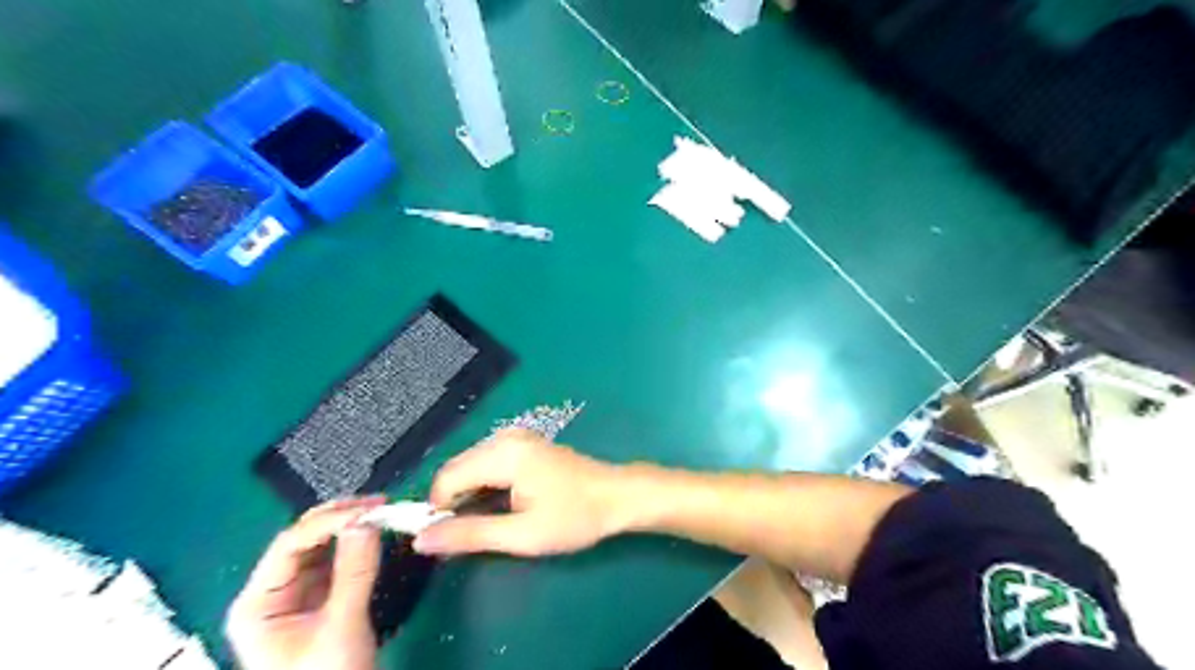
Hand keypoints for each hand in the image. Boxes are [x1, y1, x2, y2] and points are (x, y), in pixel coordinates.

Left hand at [227, 498, 384, 669]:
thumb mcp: (341, 627)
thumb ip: (354, 572)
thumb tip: (367, 521)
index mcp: (258, 602)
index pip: (290, 544)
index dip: (329, 521)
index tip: (369, 510)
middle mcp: (273, 591)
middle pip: (303, 539)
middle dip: (340, 517)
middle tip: (379, 504)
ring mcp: (297, 594)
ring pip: (322, 546)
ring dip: (351, 526)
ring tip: (382, 512)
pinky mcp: (321, 598)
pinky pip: (337, 560)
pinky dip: (358, 543)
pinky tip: (376, 532)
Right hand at [418, 432, 624, 555]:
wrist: (616, 496)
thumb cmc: (574, 517)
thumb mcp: (522, 535)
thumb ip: (470, 535)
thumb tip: (421, 539)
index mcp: (504, 454)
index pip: (446, 478)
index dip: (438, 510)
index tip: (449, 539)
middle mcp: (506, 437)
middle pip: (456, 468)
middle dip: (453, 502)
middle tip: (471, 535)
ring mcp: (516, 437)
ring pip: (470, 465)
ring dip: (468, 494)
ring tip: (490, 521)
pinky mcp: (524, 443)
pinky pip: (487, 461)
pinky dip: (484, 483)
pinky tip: (502, 503)